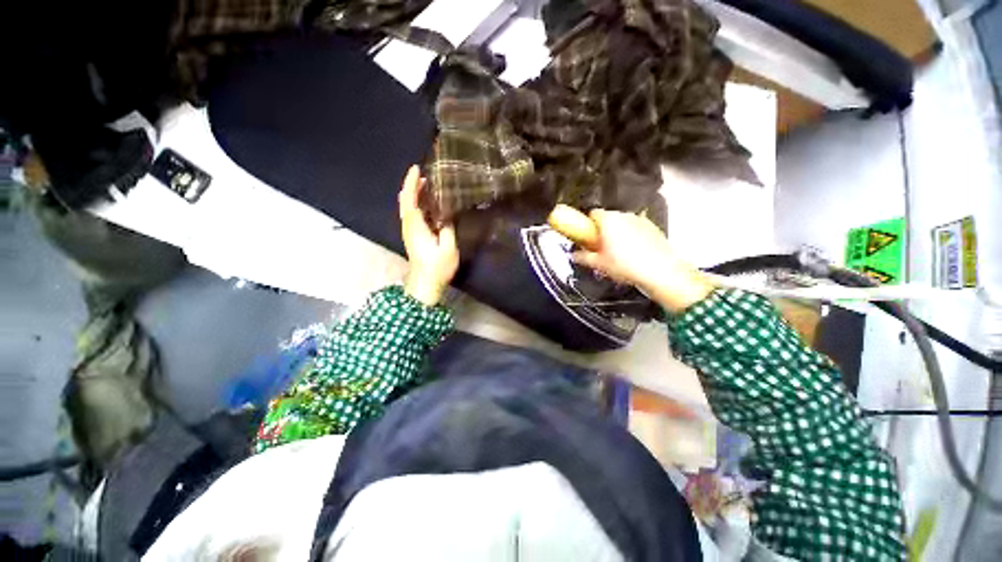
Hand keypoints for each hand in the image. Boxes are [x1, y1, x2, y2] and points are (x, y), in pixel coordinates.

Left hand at [399, 166, 458, 305]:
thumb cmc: (437, 267)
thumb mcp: (448, 248)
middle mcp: (409, 226)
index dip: (411, 183)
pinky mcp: (413, 237)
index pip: (409, 199)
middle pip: (406, 201)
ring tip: (428, 186)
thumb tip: (447, 215)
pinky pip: (413, 215)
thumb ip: (448, 228)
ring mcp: (410, 232)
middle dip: (412, 186)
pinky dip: (418, 205)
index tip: (417, 168)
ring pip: (408, 207)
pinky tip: (430, 205)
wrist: (425, 284)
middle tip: (426, 176)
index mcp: (415, 226)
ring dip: (415, 195)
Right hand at [569, 209, 713, 312]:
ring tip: (618, 253)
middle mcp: (624, 215)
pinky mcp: (653, 228)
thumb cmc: (626, 266)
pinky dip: (633, 236)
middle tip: (601, 248)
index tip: (587, 236)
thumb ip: (583, 257)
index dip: (588, 224)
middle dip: (603, 230)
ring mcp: (641, 220)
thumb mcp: (598, 264)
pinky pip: (637, 229)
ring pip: (623, 223)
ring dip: (618, 233)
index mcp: (608, 220)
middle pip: (608, 218)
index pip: (593, 213)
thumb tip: (574, 255)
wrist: (659, 272)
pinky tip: (633, 254)